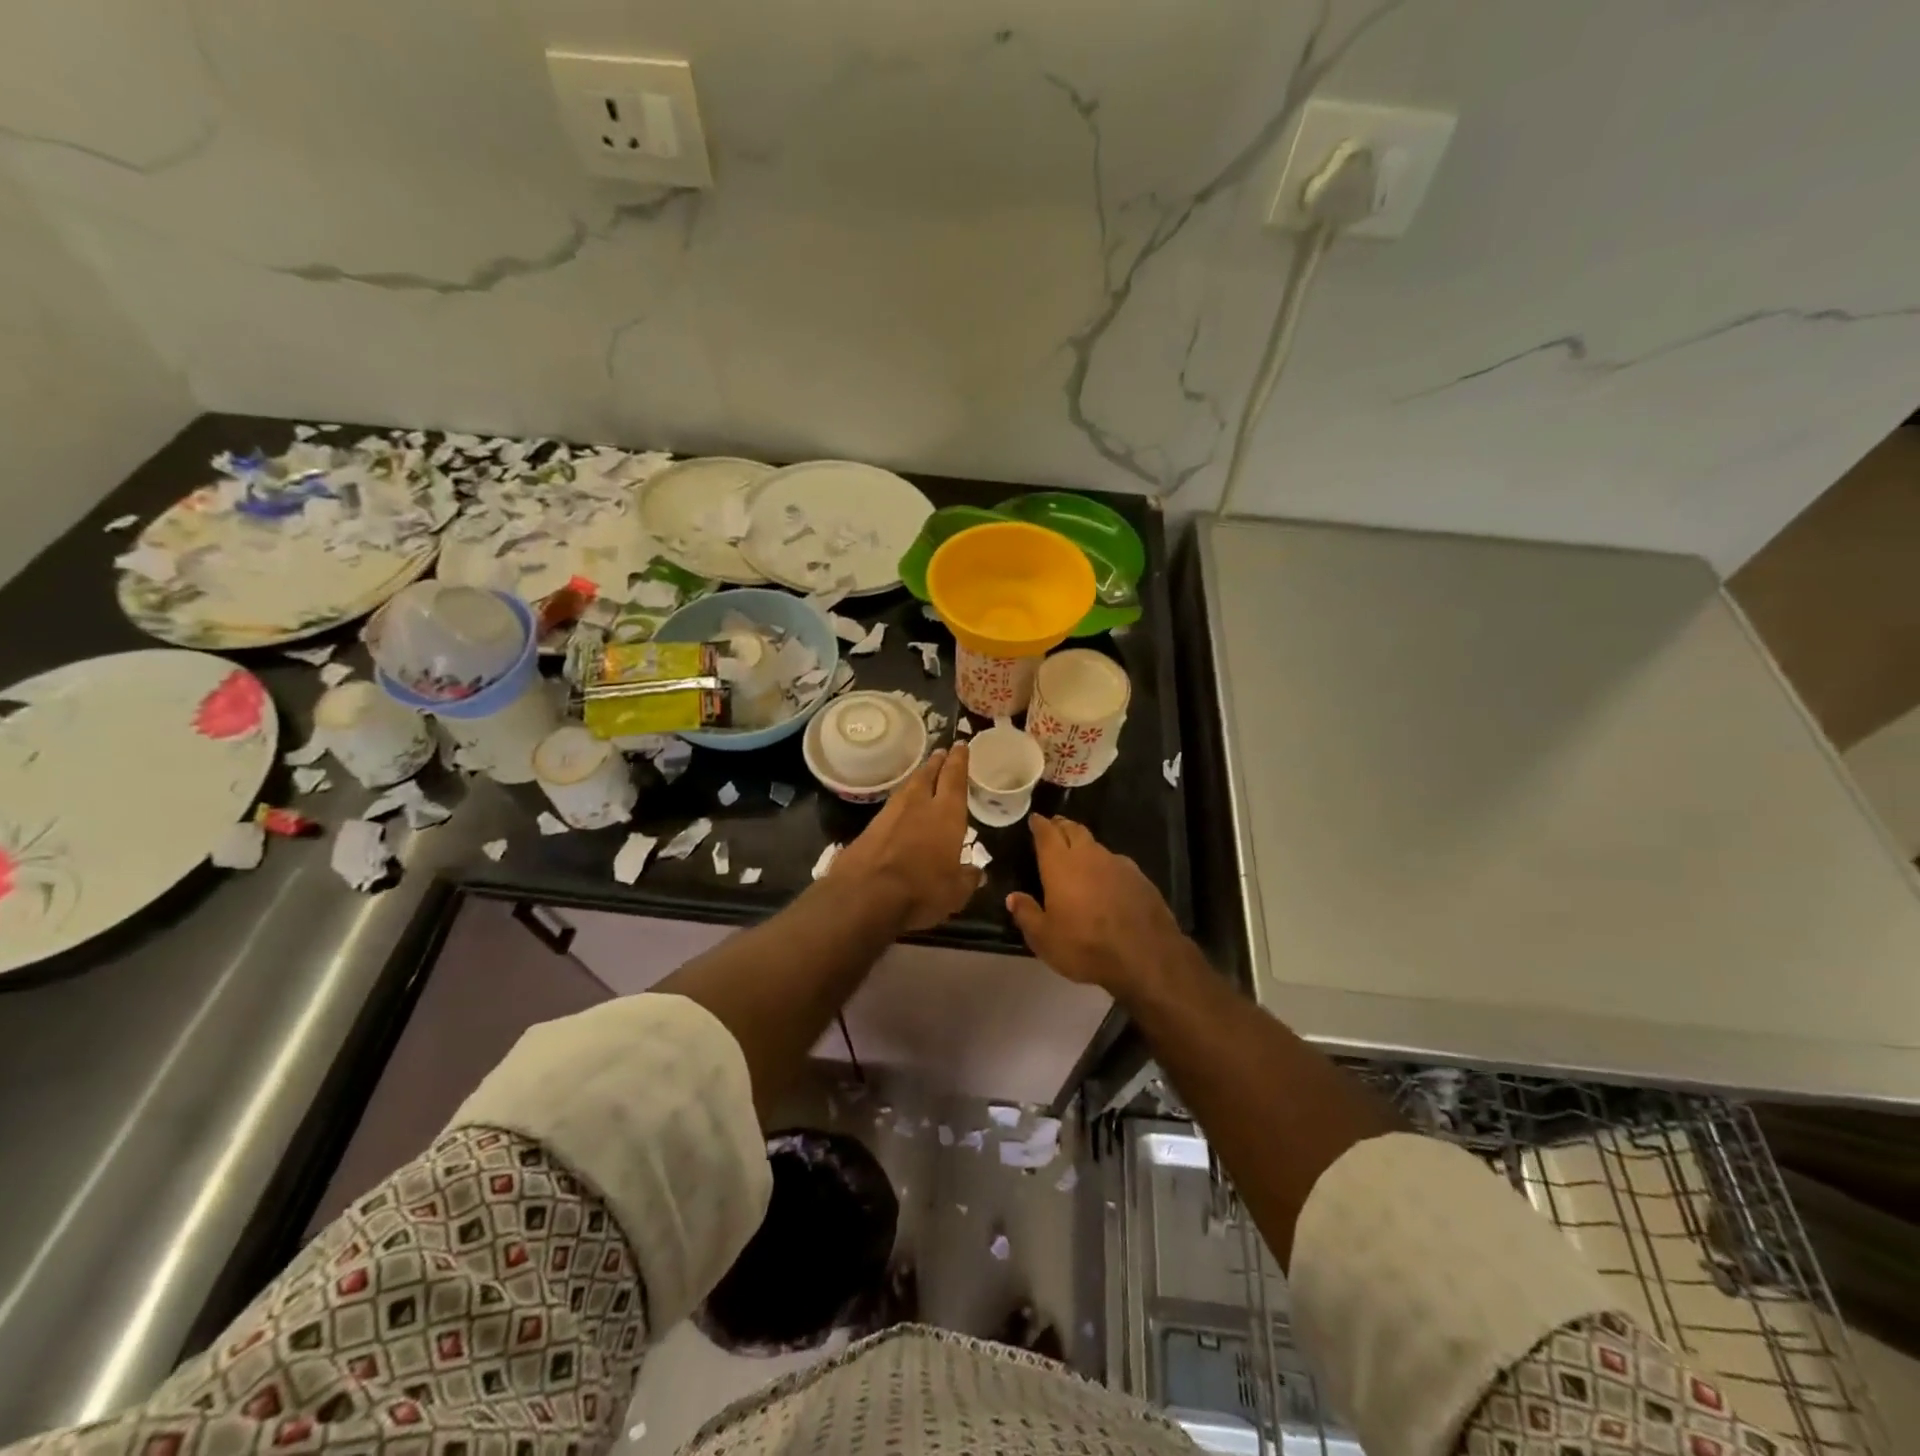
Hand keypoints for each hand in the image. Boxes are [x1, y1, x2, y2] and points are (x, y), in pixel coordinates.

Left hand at [830, 744, 981, 932]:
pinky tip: (902, 805)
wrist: (865, 894)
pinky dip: (902, 799)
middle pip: (929, 774)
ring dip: (918, 777)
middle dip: (938, 762)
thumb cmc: (921, 891)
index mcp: (947, 814)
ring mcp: (891, 813)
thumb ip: (967, 878)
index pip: (955, 778)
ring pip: (908, 786)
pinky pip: (892, 804)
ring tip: (924, 773)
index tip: (961, 745)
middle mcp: (919, 805)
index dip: (959, 760)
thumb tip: (976, 872)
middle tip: (942, 752)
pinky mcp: (870, 826)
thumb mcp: (955, 893)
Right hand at [1006, 815, 1187, 995]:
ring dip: (1085, 845)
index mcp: (1060, 865)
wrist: (1145, 956)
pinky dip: (1106, 865)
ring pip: (1097, 845)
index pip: (1047, 833)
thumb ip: (1027, 914)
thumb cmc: (1085, 946)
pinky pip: (1117, 863)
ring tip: (1079, 854)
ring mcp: (1118, 864)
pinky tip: (1107, 879)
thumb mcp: (1044, 939)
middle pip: (1074, 830)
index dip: (1039, 824)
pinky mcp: (1140, 878)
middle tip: (1054, 826)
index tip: (1035, 819)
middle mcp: (1089, 856)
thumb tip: (1013, 897)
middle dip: (1062, 826)